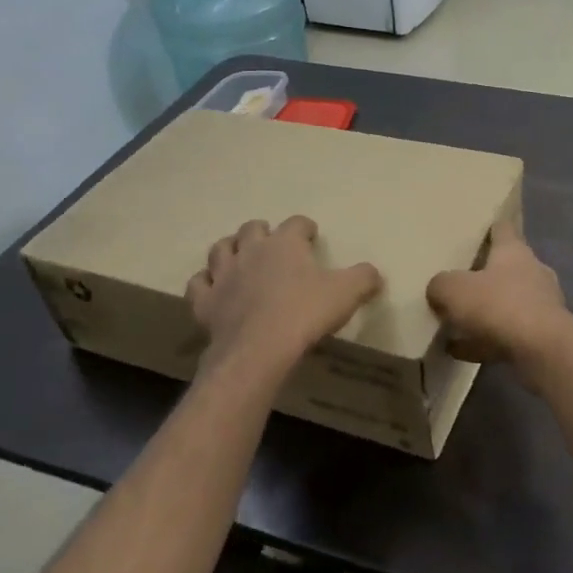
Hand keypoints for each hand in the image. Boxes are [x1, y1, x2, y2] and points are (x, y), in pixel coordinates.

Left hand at [186, 216, 381, 371]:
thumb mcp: (347, 293)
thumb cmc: (306, 313)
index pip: (296, 223)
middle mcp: (251, 251)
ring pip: (220, 249)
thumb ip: (364, 278)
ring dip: (230, 249)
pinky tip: (213, 288)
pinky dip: (206, 282)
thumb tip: (374, 273)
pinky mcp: (205, 302)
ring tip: (239, 257)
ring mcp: (224, 276)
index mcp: (285, 243)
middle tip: (273, 244)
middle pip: (252, 229)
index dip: (304, 228)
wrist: (260, 349)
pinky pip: (199, 284)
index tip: (311, 236)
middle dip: (262, 232)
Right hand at [426, 220, 572, 367]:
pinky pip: (507, 335)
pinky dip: (485, 341)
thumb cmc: (498, 306)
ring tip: (455, 323)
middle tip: (460, 280)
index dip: (491, 226)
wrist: (543, 350)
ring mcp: (542, 305)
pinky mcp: (543, 336)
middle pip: (507, 268)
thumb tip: (438, 288)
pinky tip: (459, 351)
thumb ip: (440, 285)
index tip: (481, 226)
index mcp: (514, 251)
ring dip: (485, 312)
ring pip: (508, 304)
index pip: (503, 229)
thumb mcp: (454, 290)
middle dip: (486, 274)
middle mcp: (533, 272)